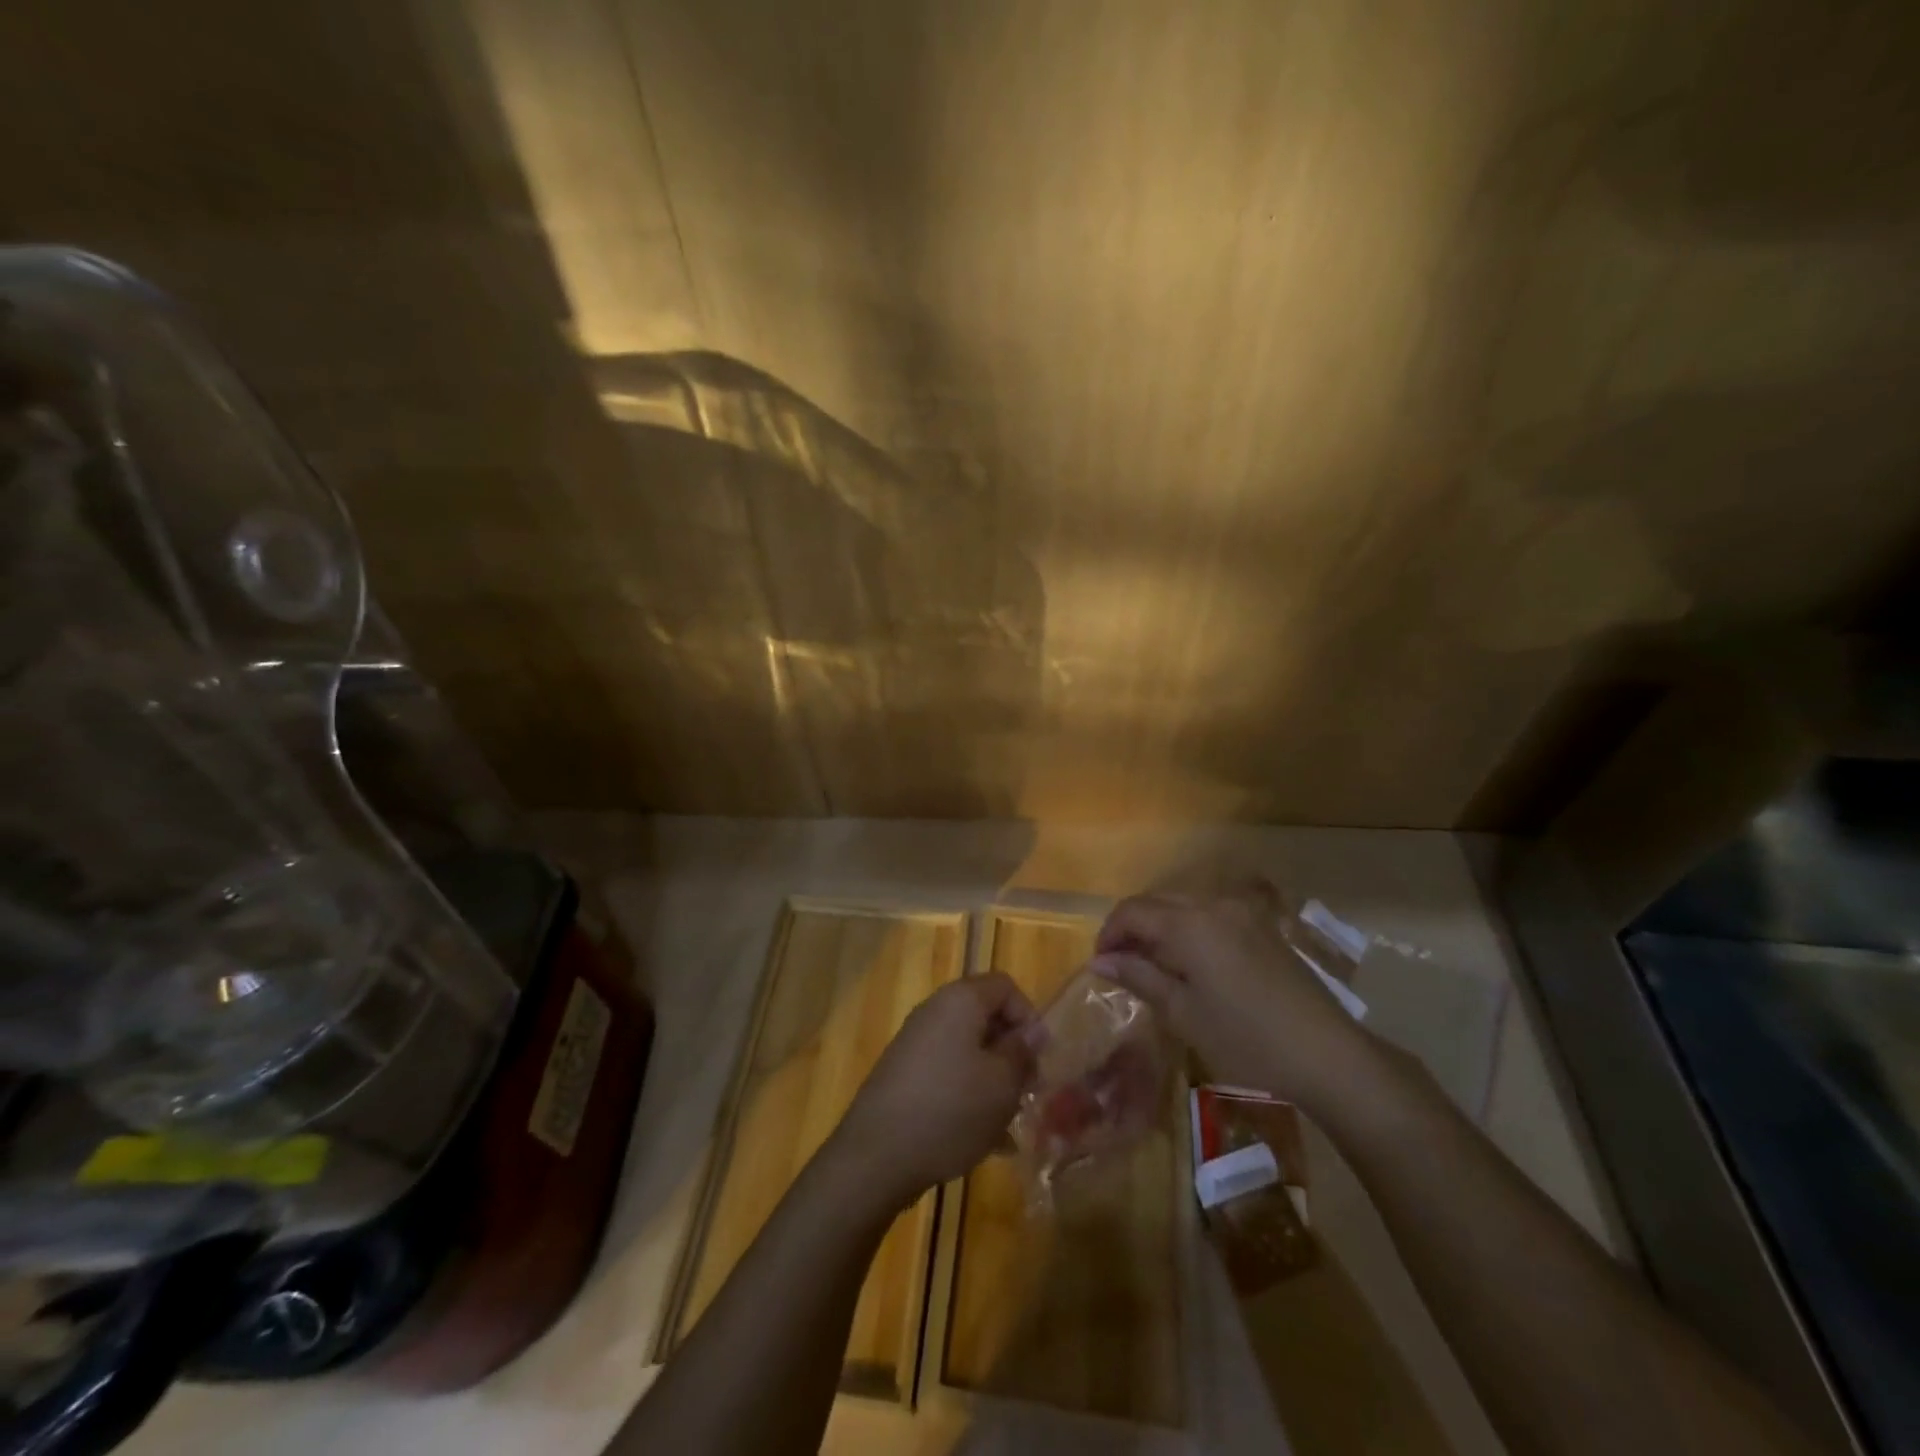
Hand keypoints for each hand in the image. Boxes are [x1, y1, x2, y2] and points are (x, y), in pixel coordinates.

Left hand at [833, 973, 1040, 1210]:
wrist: (876, 1156)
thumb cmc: (950, 1110)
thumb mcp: (1002, 1083)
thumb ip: (1021, 1052)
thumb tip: (1032, 1031)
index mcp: (960, 1001)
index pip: (1005, 986)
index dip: (1028, 1017)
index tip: (1038, 1058)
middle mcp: (935, 1012)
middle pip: (985, 1017)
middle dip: (1012, 1052)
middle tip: (1027, 1091)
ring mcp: (915, 1044)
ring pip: (968, 1050)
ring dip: (993, 1078)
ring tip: (1009, 1121)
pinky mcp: (904, 1075)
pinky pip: (948, 1074)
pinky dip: (968, 1096)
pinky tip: (984, 1140)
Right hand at [1090, 888, 1381, 1114]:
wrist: (1328, 1054)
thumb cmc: (1246, 1039)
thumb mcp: (1184, 1013)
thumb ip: (1140, 978)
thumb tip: (1100, 962)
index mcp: (1189, 923)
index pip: (1132, 912)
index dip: (1109, 934)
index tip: (1100, 965)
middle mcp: (1213, 904)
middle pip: (1157, 902)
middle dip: (1132, 928)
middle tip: (1122, 966)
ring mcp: (1242, 912)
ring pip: (1184, 905)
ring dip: (1160, 926)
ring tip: (1153, 966)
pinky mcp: (1262, 926)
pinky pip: (1210, 914)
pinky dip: (1188, 929)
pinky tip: (1191, 963)